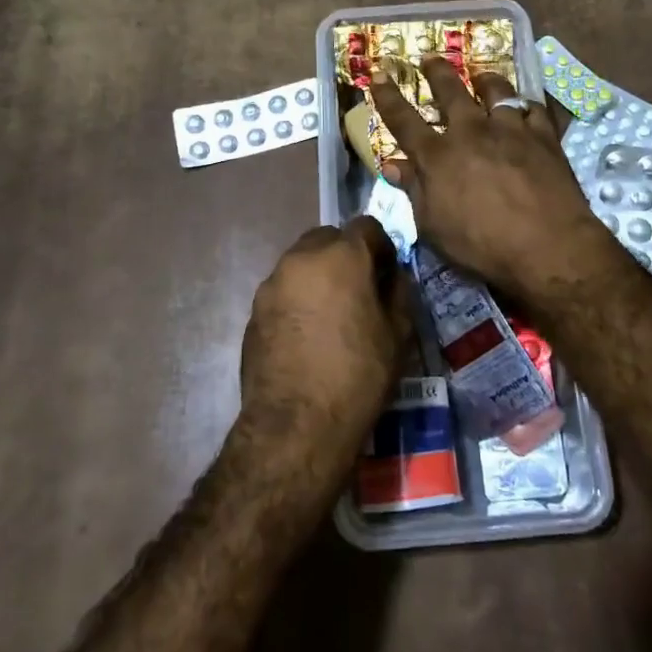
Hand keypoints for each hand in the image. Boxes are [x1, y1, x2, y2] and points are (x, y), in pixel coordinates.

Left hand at [237, 218, 409, 468]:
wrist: (295, 425)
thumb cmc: (357, 375)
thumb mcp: (397, 335)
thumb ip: (398, 294)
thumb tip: (392, 278)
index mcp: (341, 255)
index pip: (366, 226)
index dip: (381, 247)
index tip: (386, 275)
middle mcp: (302, 258)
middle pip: (328, 238)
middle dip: (345, 255)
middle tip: (358, 290)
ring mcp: (272, 283)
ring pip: (302, 263)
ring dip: (319, 276)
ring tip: (331, 315)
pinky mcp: (254, 310)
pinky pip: (283, 290)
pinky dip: (298, 299)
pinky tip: (307, 335)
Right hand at [372, 57, 612, 298]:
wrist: (548, 247)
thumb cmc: (482, 246)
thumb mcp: (434, 227)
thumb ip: (414, 191)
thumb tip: (393, 165)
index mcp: (438, 155)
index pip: (403, 119)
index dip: (388, 96)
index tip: (378, 73)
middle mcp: (471, 132)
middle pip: (451, 91)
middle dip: (437, 71)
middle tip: (430, 57)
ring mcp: (510, 130)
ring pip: (496, 91)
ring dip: (485, 80)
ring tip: (482, 76)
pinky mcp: (544, 137)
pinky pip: (533, 110)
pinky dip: (525, 107)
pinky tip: (525, 108)